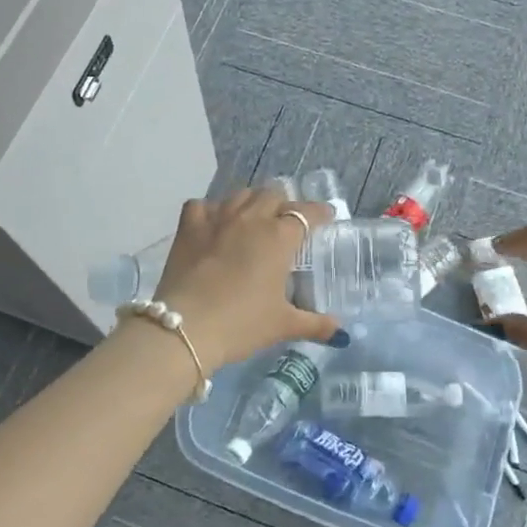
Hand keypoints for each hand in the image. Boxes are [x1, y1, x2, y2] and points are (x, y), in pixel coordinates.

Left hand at [153, 189, 339, 369]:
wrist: (186, 327)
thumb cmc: (241, 323)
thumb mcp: (282, 325)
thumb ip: (314, 324)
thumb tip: (340, 331)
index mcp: (279, 237)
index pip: (306, 213)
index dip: (319, 212)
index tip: (326, 217)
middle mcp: (251, 218)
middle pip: (273, 195)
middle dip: (284, 204)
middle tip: (286, 222)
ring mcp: (217, 218)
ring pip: (240, 195)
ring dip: (251, 202)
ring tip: (253, 218)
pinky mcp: (189, 227)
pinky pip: (202, 205)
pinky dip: (211, 210)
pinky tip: (213, 223)